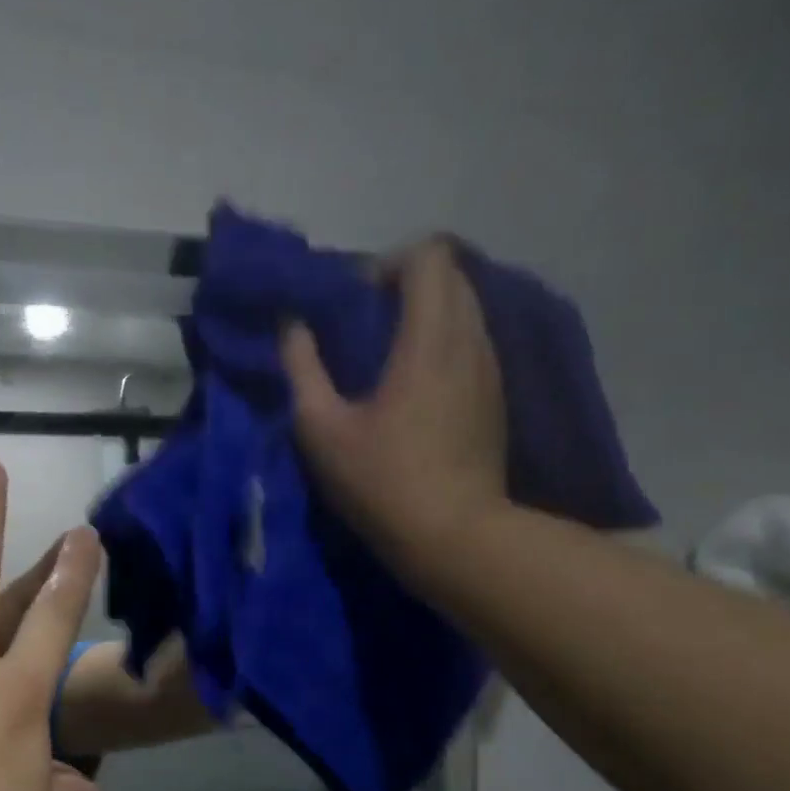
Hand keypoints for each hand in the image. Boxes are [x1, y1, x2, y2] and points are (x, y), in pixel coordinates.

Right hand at [282, 237, 508, 558]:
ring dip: (426, 314)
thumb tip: (293, 327)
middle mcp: (471, 340)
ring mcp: (490, 369)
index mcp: (429, 339)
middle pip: (452, 274)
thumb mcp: (321, 429)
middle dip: (406, 284)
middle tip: (366, 326)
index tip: (355, 303)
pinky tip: (413, 388)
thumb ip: (302, 369)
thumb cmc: (381, 481)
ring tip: (387, 357)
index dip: (387, 264)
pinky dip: (442, 342)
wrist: (454, 535)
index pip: (428, 256)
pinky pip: (472, 341)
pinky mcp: (496, 396)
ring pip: (466, 308)